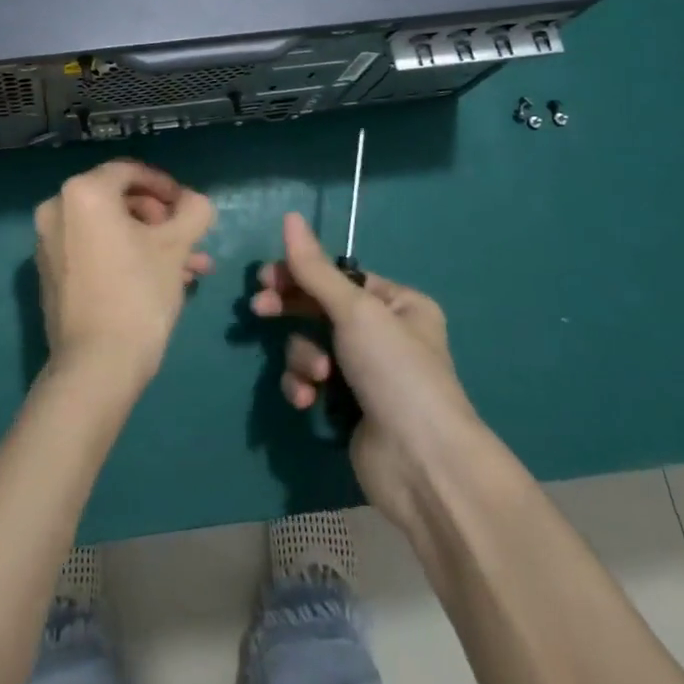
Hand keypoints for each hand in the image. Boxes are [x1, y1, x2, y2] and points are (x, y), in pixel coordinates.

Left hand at [34, 159, 215, 387]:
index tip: (190, 208)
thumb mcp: (176, 246)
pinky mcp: (51, 273)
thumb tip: (194, 201)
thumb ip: (193, 210)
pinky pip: (93, 250)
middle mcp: (57, 208)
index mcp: (83, 191)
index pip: (131, 171)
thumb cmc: (138, 294)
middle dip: (160, 221)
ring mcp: (48, 242)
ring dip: (149, 243)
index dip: (166, 186)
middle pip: (119, 200)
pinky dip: (124, 256)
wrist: (95, 367)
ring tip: (189, 270)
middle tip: (190, 242)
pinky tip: (160, 282)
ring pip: (110, 229)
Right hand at [250, 212, 477, 524]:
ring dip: (303, 357)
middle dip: (291, 311)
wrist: (423, 466)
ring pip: (311, 345)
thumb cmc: (395, 372)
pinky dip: (304, 387)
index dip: (299, 274)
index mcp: (397, 304)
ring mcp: (366, 374)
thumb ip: (314, 268)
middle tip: (260, 309)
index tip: (265, 278)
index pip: (337, 276)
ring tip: (316, 376)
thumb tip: (289, 216)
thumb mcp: (355, 310)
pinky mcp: (348, 409)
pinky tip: (308, 400)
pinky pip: (311, 382)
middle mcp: (383, 334)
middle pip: (320, 308)